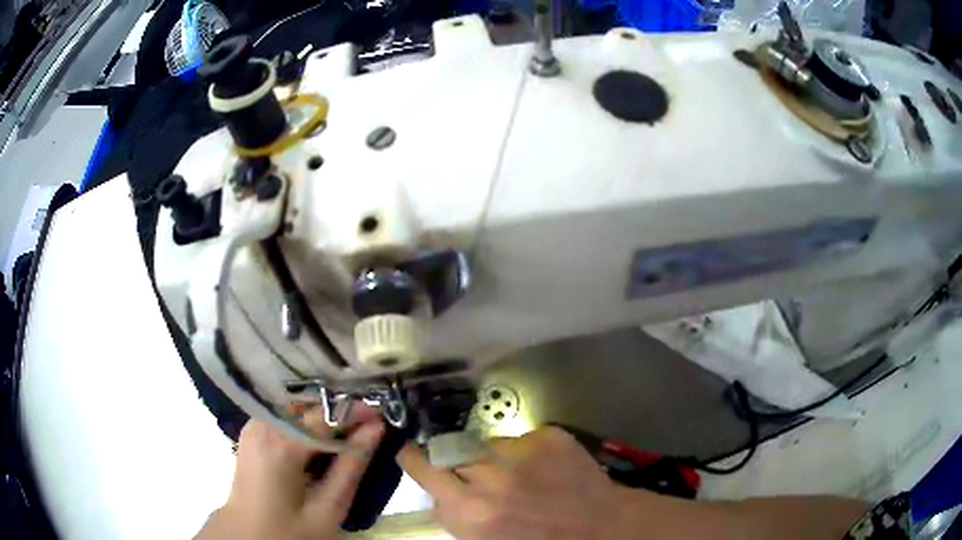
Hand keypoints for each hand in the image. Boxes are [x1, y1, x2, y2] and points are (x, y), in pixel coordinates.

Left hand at [196, 403, 384, 539]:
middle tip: (371, 426)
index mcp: (280, 444)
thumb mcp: (328, 507)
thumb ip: (351, 465)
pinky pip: (285, 415)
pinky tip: (322, 439)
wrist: (247, 535)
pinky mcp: (252, 431)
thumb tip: (376, 429)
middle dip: (341, 411)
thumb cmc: (290, 530)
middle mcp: (263, 424)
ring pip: (297, 407)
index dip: (357, 411)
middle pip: (309, 404)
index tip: (386, 415)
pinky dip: (308, 422)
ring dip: (325, 416)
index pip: (325, 414)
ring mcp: (254, 425)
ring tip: (351, 432)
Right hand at [397, 427, 628, 539]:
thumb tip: (441, 496)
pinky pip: (521, 438)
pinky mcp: (548, 436)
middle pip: (453, 453)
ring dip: (495, 459)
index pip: (423, 468)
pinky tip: (544, 470)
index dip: (414, 458)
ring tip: (521, 477)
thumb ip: (456, 517)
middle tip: (478, 474)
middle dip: (459, 463)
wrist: (602, 528)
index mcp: (470, 510)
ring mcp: (521, 452)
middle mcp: (490, 476)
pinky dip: (526, 453)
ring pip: (488, 445)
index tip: (409, 450)